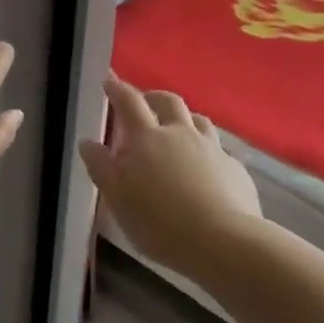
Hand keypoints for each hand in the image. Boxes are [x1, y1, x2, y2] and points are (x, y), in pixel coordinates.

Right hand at [78, 76, 260, 280]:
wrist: (223, 242)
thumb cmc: (159, 221)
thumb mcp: (118, 198)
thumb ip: (101, 167)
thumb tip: (88, 142)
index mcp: (147, 138)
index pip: (129, 102)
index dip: (117, 89)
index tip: (109, 81)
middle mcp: (181, 133)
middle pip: (168, 102)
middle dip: (154, 97)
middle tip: (145, 101)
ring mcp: (212, 149)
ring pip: (199, 120)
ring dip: (185, 119)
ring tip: (178, 129)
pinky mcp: (235, 169)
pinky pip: (220, 150)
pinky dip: (209, 151)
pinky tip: (208, 167)